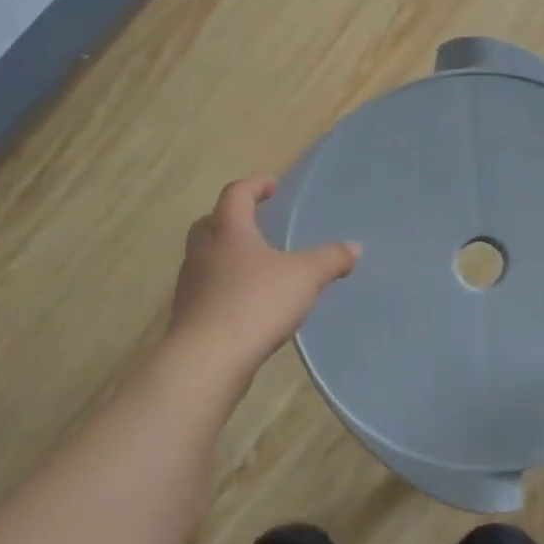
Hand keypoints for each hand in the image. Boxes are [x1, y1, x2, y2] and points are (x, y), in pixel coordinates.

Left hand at [166, 176, 360, 383]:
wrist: (208, 359)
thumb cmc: (256, 303)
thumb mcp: (305, 277)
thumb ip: (330, 259)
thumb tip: (354, 247)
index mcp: (228, 230)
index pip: (236, 193)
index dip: (255, 185)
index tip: (273, 186)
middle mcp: (203, 250)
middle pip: (212, 222)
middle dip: (234, 218)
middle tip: (257, 223)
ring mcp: (191, 283)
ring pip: (207, 257)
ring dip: (228, 254)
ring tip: (257, 266)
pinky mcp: (189, 313)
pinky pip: (208, 288)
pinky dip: (226, 286)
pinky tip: (248, 302)